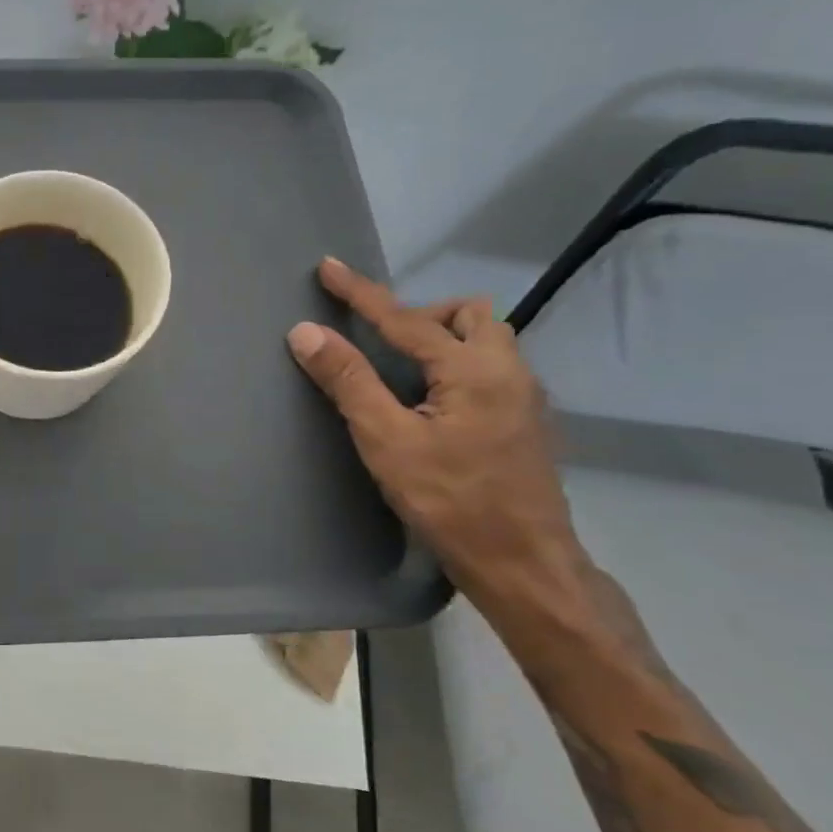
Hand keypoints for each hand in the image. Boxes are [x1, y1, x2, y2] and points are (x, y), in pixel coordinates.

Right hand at [286, 258, 582, 603]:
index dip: (361, 292)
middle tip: (383, 345)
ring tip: (405, 373)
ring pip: (487, 340)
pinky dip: (457, 365)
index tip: (328, 267)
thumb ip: (348, 381)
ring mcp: (525, 397)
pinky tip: (434, 404)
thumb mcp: (386, 440)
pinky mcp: (526, 422)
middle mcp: (509, 371)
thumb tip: (306, 331)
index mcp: (473, 370)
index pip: (404, 318)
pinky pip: (491, 368)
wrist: (524, 564)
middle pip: (468, 315)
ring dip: (443, 339)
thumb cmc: (449, 501)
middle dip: (422, 315)